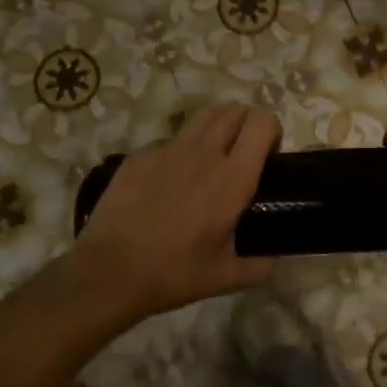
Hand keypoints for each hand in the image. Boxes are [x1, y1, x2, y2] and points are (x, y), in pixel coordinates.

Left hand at [70, 104, 280, 322]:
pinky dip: (180, 150)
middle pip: (234, 109)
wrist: (108, 273)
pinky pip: (170, 139)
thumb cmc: (173, 273)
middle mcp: (204, 153)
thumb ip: (261, 265)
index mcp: (232, 178)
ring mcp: (168, 150)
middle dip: (245, 123)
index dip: (271, 131)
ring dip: (217, 127)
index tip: (268, 156)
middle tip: (242, 153)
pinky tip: (170, 180)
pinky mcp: (139, 155)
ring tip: (211, 157)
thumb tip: (277, 255)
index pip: (262, 122)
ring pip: (203, 116)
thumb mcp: (227, 277)